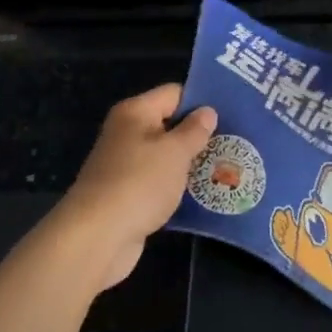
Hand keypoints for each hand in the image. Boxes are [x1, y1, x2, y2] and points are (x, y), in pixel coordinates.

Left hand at [56, 83, 216, 287]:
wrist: (97, 237)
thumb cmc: (139, 183)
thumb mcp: (175, 152)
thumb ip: (194, 130)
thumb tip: (207, 111)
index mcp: (135, 112)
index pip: (174, 93)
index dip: (201, 101)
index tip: (231, 114)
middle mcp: (127, 133)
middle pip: (170, 124)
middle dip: (199, 134)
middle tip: (234, 142)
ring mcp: (125, 165)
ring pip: (166, 156)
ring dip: (190, 163)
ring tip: (226, 167)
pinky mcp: (127, 194)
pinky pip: (159, 181)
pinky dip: (177, 186)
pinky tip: (203, 193)